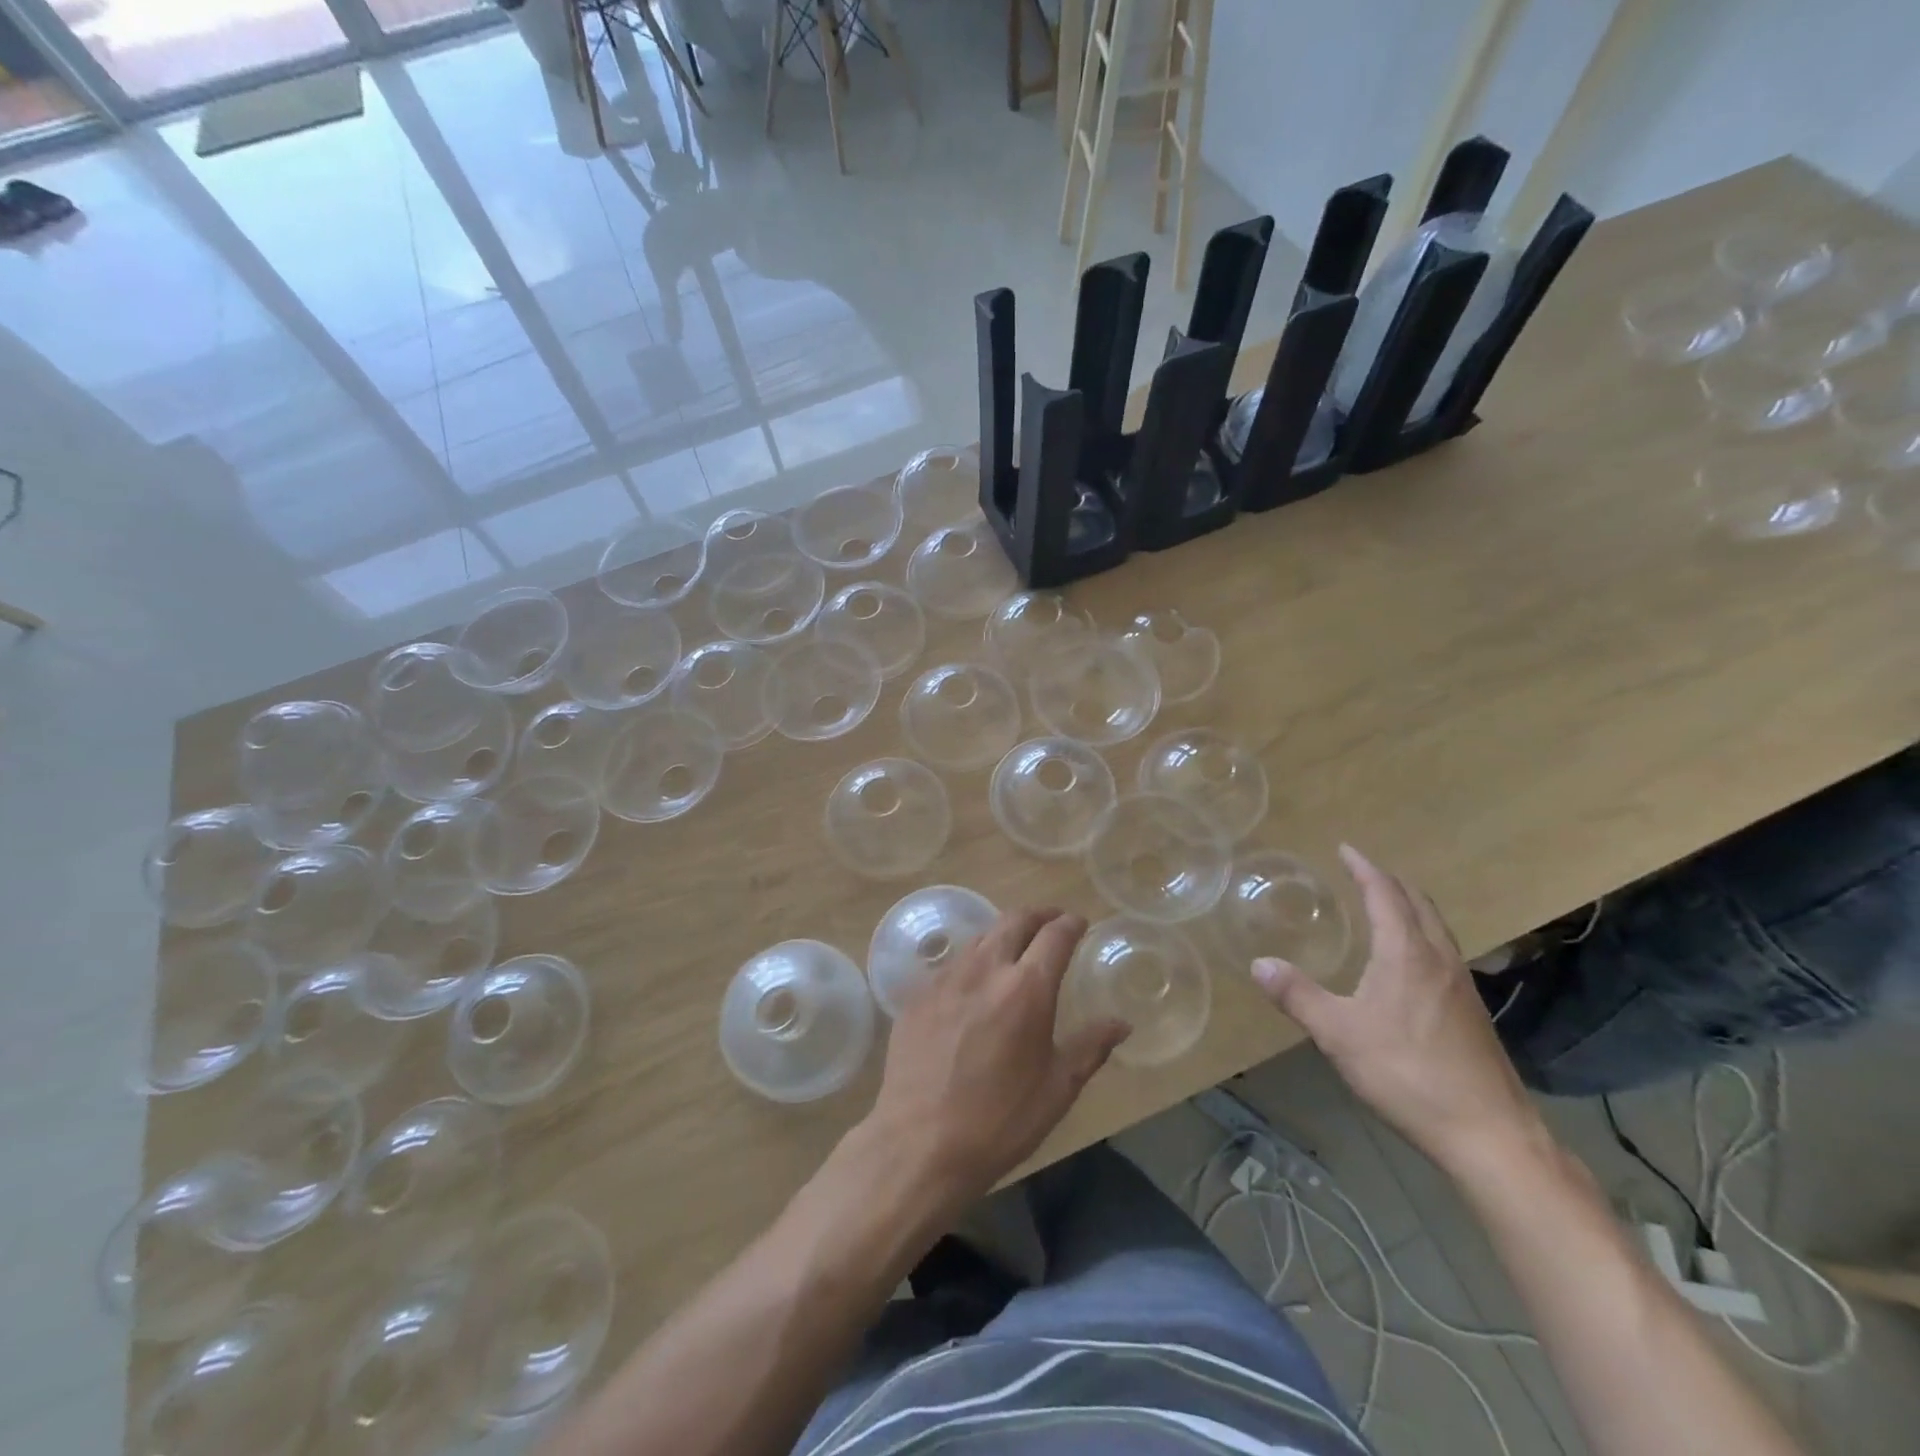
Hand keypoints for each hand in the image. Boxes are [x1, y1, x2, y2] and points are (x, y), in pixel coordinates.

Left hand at [863, 907, 1128, 1201]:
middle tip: (1051, 921)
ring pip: (980, 937)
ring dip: (1003, 934)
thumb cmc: (1000, 1120)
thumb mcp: (1057, 1088)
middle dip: (1038, 915)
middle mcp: (985, 969)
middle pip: (1014, 920)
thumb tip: (1121, 1023)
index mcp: (1026, 988)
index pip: (1055, 935)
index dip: (1070, 924)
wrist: (920, 1143)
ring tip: (1014, 948)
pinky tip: (974, 984)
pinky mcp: (917, 995)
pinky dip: (972, 962)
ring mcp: (946, 978)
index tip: (1078, 923)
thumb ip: (1091, 1047)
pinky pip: (951, 964)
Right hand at [1249, 845, 1541, 1176]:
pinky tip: (1407, 962)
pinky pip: (1442, 952)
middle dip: (1389, 882)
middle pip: (1418, 904)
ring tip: (1383, 907)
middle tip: (1362, 873)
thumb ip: (1297, 996)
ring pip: (1436, 928)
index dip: (1364, 868)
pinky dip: (1420, 935)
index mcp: (1407, 954)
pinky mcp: (1472, 1012)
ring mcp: (1462, 986)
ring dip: (1409, 907)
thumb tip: (1258, 963)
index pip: (1385, 894)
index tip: (1346, 849)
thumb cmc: (1407, 1073)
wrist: (1489, 1134)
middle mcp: (1439, 959)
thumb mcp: (1338, 1033)